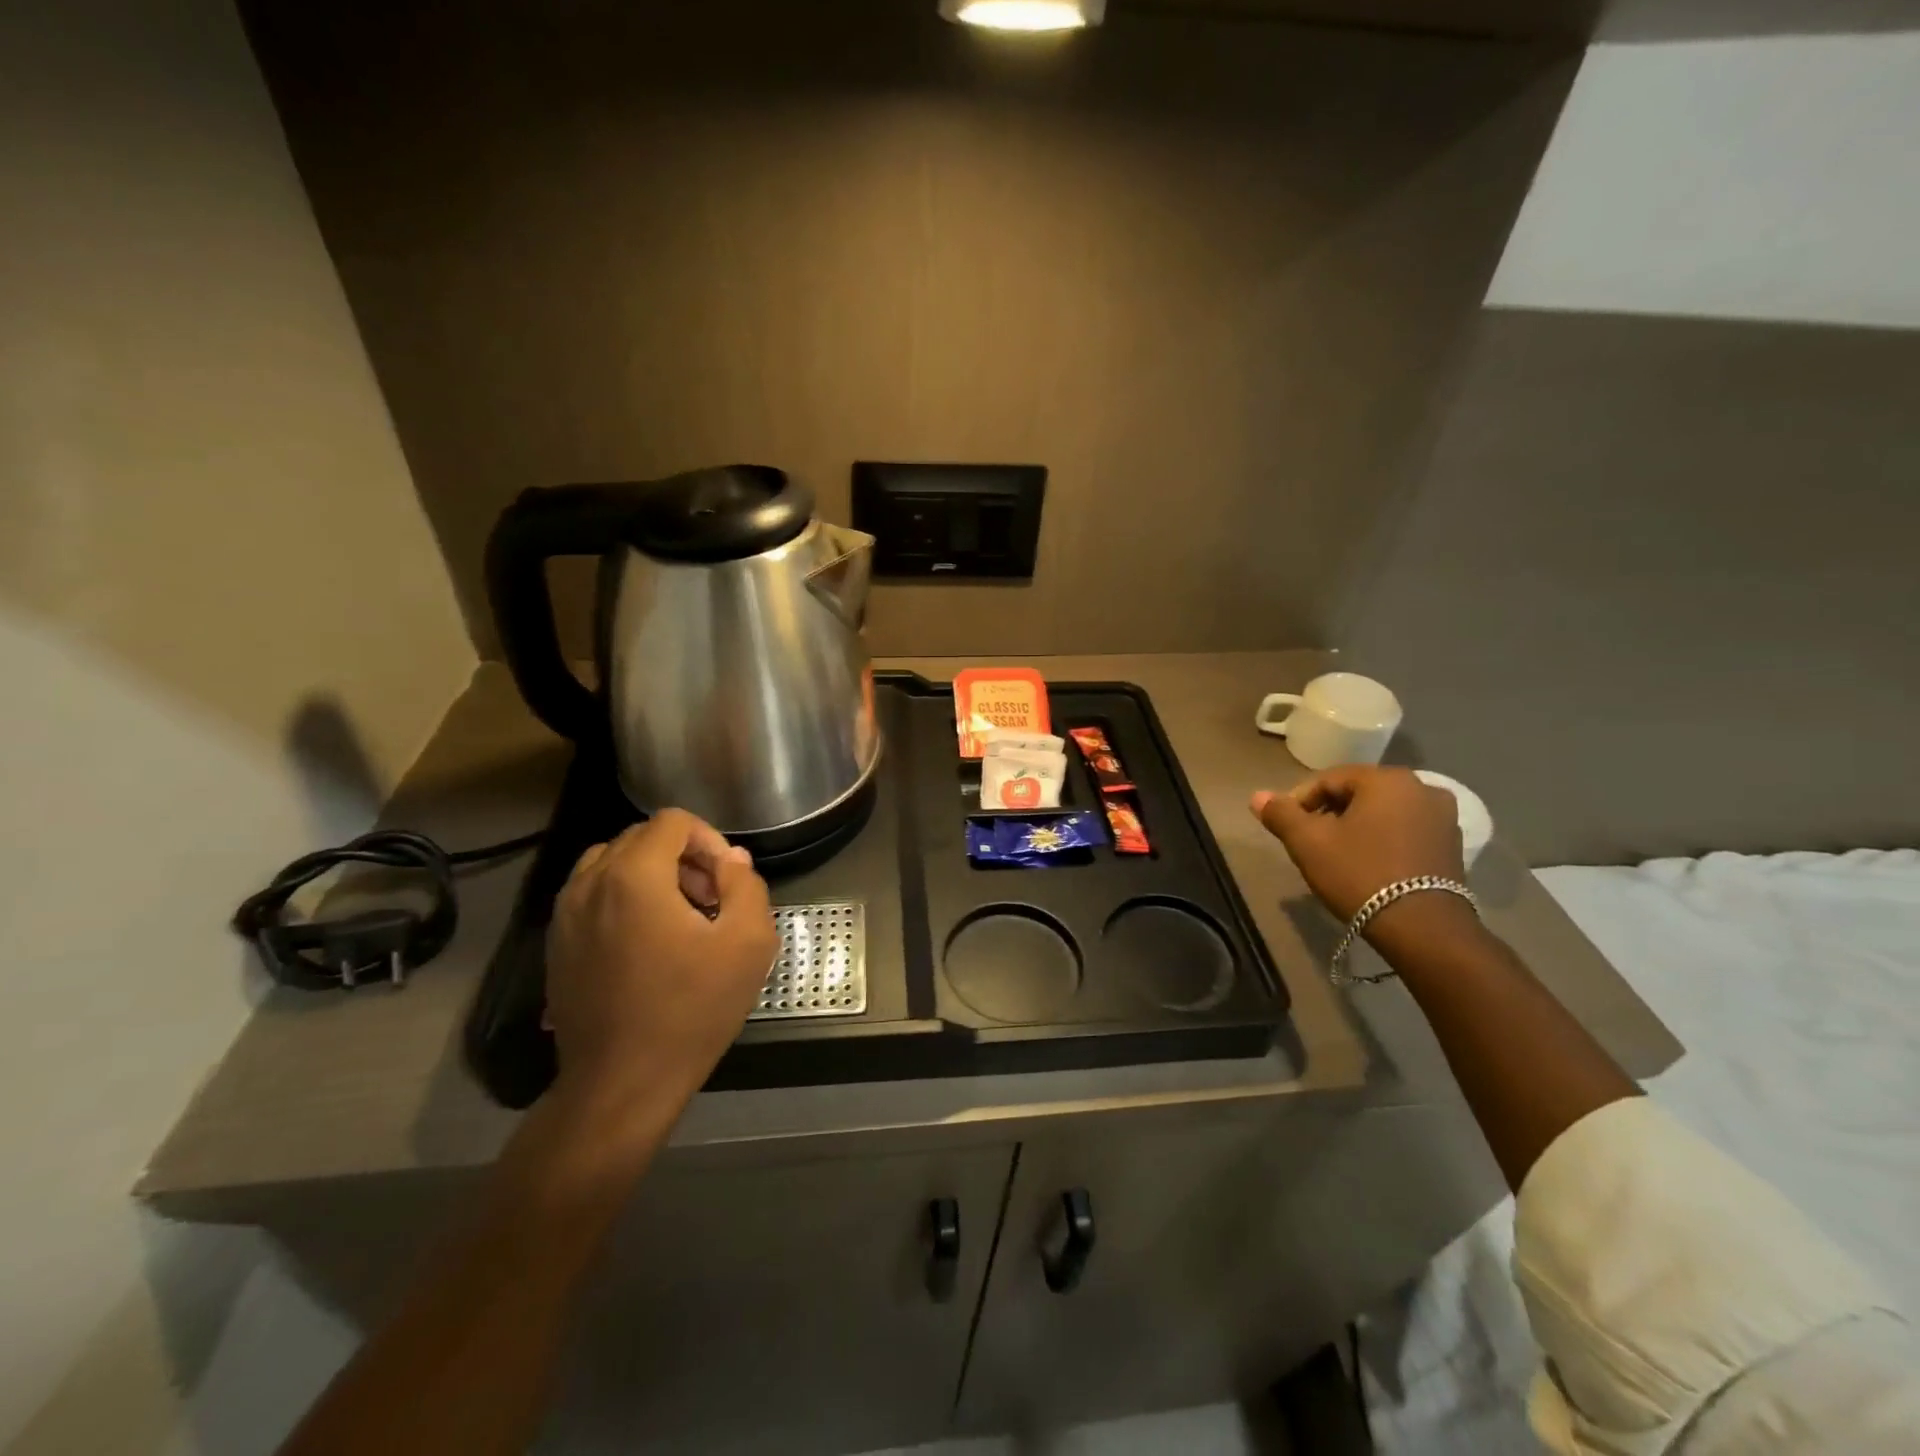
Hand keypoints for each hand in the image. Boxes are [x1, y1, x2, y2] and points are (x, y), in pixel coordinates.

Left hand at [545, 809, 777, 1113]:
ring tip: (680, 918)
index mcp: (633, 876)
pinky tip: (648, 943)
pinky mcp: (556, 945)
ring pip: (612, 864)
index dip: (709, 839)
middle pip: (641, 838)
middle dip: (683, 857)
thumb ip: (746, 885)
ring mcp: (565, 915)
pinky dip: (623, 898)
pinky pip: (592, 896)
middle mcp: (589, 883)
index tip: (726, 881)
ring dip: (651, 875)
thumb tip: (731, 860)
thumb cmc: (691, 1010)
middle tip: (711, 900)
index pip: (671, 822)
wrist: (621, 1084)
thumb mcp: (747, 943)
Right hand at [1250, 766, 1466, 921]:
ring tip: (1337, 855)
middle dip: (1329, 813)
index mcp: (1386, 780)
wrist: (1422, 928)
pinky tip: (1369, 865)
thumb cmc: (1360, 874)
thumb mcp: (1308, 843)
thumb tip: (1257, 796)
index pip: (1329, 779)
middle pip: (1358, 793)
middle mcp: (1422, 788)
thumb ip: (1281, 814)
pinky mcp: (1452, 846)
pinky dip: (1383, 840)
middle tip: (1310, 842)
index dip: (1300, 801)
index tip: (1287, 828)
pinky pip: (1406, 832)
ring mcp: (1444, 818)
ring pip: (1384, 813)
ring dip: (1357, 827)